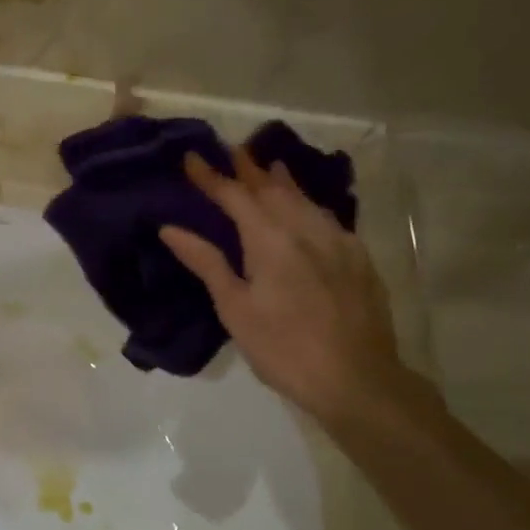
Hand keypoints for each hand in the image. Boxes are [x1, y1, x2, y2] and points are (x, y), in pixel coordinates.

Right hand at [160, 148, 419, 434]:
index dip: (211, 176)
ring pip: (305, 199)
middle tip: (231, 151)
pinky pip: (327, 218)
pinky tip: (308, 210)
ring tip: (269, 167)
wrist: (356, 379)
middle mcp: (306, 229)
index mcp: (270, 239)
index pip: (235, 196)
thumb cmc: (283, 348)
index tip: (192, 157)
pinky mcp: (358, 258)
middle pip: (273, 188)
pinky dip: (308, 204)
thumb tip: (170, 228)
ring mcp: (338, 241)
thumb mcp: (235, 309)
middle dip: (249, 169)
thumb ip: (206, 263)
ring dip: (282, 181)